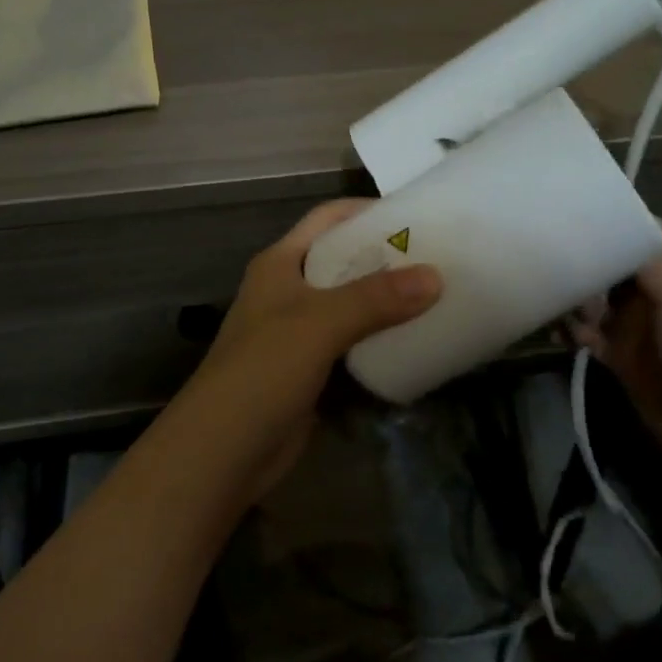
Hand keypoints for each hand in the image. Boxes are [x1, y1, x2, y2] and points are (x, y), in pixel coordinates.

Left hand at [183, 199, 440, 497]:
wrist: (223, 452)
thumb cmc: (263, 370)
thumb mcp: (319, 323)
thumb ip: (376, 298)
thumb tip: (436, 276)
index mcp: (281, 263)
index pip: (326, 218)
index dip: (365, 210)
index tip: (414, 213)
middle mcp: (289, 289)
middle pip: (343, 259)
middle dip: (385, 256)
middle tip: (438, 255)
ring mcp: (299, 331)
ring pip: (351, 303)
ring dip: (387, 299)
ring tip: (437, 293)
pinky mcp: (311, 368)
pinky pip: (353, 341)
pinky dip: (380, 337)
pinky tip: (416, 338)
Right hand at [575, 222, 661, 505]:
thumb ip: (647, 259)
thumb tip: (610, 230)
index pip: (647, 230)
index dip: (613, 220)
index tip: (569, 212)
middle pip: (617, 261)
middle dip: (586, 258)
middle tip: (553, 259)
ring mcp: (646, 327)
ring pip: (599, 296)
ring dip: (575, 295)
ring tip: (554, 299)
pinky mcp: (626, 359)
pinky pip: (591, 333)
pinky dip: (572, 328)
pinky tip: (557, 329)